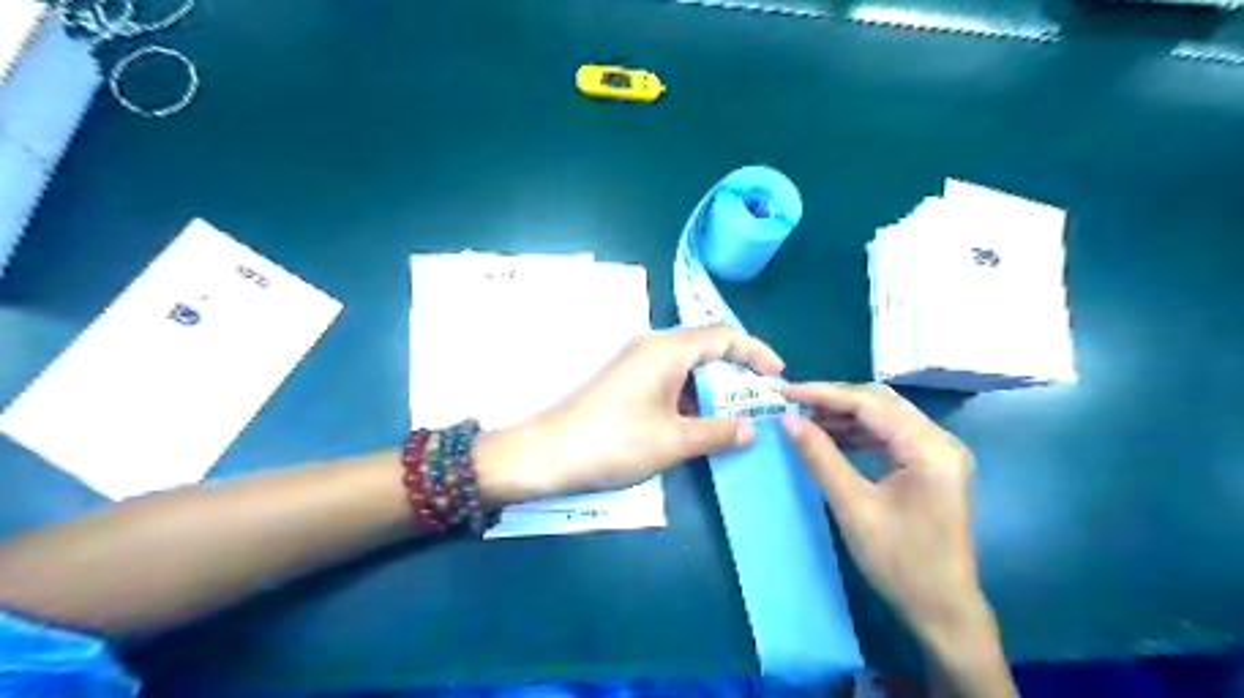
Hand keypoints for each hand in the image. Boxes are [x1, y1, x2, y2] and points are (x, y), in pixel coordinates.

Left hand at [477, 325, 779, 503]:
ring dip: (713, 387)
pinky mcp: (624, 381)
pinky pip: (668, 379)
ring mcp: (635, 362)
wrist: (547, 453)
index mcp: (668, 349)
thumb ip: (718, 432)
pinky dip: (690, 396)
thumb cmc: (615, 442)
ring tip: (736, 415)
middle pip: (706, 347)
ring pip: (687, 366)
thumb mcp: (674, 441)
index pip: (724, 335)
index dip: (756, 351)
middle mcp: (652, 346)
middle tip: (760, 399)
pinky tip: (698, 423)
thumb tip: (750, 430)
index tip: (778, 375)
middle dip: (737, 371)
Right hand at [775, 382, 992, 648]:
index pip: (871, 404)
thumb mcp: (853, 506)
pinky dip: (858, 433)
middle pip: (881, 403)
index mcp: (930, 448)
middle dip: (835, 400)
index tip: (787, 391)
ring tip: (806, 419)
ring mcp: (937, 453)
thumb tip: (788, 420)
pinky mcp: (930, 466)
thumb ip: (820, 457)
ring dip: (845, 415)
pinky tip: (832, 437)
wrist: (942, 609)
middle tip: (795, 403)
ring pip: (884, 417)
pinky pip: (889, 436)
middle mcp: (940, 441)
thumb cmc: (900, 561)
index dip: (825, 394)